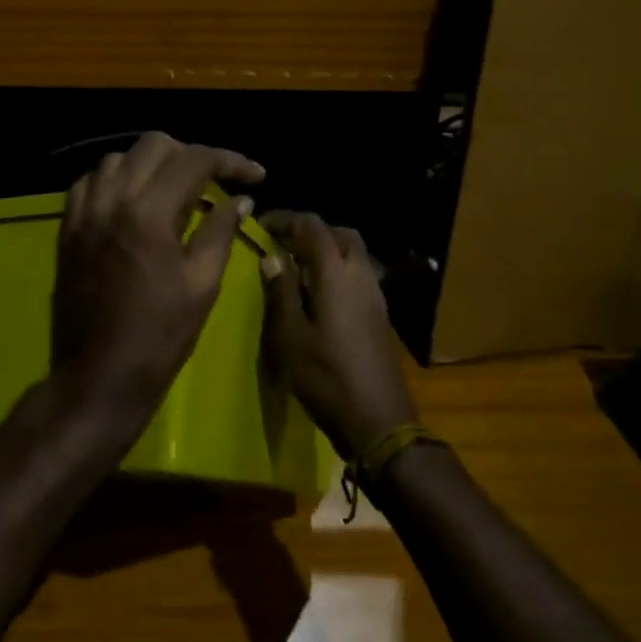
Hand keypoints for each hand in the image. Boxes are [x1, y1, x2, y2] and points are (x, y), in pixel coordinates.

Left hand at [51, 133, 265, 445]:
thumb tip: (241, 199)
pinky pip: (89, 182)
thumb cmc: (159, 337)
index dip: (230, 161)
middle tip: (213, 182)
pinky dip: (115, 180)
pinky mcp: (67, 228)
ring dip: (150, 164)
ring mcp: (83, 212)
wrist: (99, 375)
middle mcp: (111, 199)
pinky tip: (132, 202)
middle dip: (190, 155)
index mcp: (149, 213)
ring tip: (173, 190)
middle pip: (153, 144)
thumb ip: (220, 231)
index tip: (255, 176)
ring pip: (117, 158)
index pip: (194, 160)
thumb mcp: (202, 285)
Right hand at [260, 211, 420, 460]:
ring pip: (353, 254)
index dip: (285, 219)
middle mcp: (360, 276)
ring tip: (295, 270)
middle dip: (309, 231)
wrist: (379, 422)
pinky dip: (337, 271)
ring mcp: (375, 296)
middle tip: (281, 246)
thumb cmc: (327, 378)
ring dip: (325, 251)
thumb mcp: (291, 337)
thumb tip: (272, 257)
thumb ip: (281, 292)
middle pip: (339, 234)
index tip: (261, 227)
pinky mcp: (380, 315)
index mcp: (336, 274)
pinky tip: (317, 296)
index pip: (312, 226)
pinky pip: (358, 275)